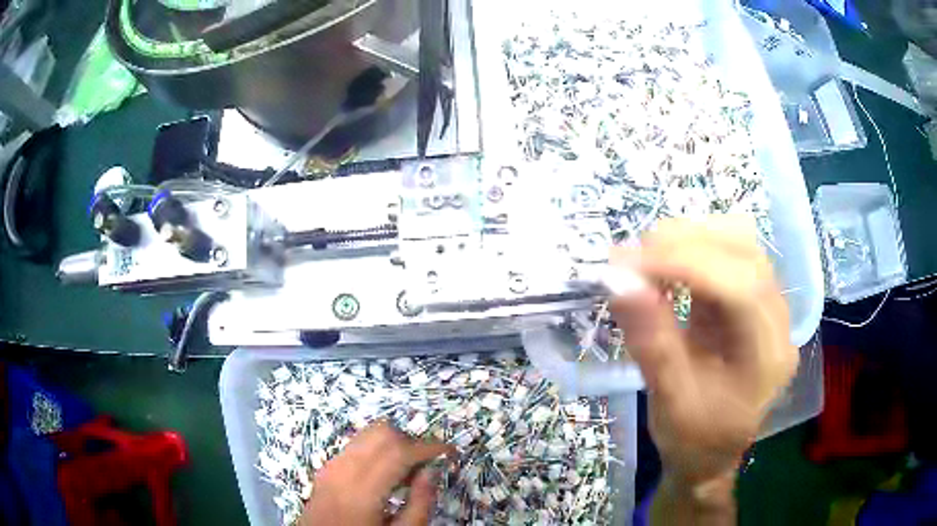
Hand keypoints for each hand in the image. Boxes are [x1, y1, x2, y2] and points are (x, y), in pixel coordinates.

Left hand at [299, 422, 454, 525]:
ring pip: (367, 433)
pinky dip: (377, 449)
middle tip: (426, 464)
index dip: (429, 447)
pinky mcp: (326, 466)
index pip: (399, 451)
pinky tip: (385, 474)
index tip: (450, 451)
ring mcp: (331, 464)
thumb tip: (432, 471)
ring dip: (394, 442)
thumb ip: (420, 504)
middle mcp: (343, 468)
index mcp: (362, 490)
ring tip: (407, 470)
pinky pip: (356, 444)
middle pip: (382, 432)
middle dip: (411, 441)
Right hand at [609, 216, 797, 521]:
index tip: (632, 264)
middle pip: (746, 253)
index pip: (741, 288)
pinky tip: (666, 268)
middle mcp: (778, 322)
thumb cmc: (693, 440)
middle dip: (687, 243)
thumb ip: (651, 342)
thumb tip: (618, 280)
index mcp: (769, 357)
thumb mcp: (669, 402)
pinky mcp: (752, 300)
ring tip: (648, 259)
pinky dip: (693, 251)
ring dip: (691, 240)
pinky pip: (729, 255)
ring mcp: (769, 306)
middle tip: (634, 256)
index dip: (688, 264)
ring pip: (740, 244)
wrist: (710, 457)